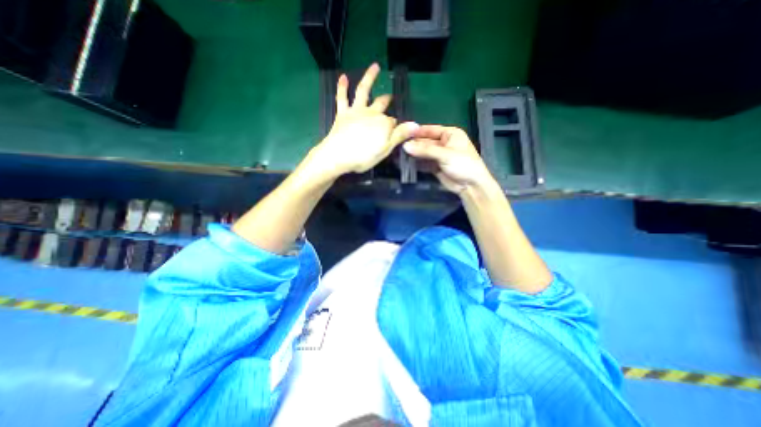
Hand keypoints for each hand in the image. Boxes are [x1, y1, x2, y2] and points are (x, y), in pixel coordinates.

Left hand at [308, 62, 414, 176]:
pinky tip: (343, 76)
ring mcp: (356, 111)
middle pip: (381, 104)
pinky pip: (342, 97)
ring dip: (369, 78)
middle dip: (387, 100)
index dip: (396, 126)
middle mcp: (371, 113)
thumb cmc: (364, 156)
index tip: (397, 131)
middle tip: (390, 97)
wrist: (339, 155)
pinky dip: (342, 87)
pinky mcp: (343, 113)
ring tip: (375, 66)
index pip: (393, 122)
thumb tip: (416, 125)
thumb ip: (400, 136)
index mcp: (383, 124)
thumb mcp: (385, 149)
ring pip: (363, 91)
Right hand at [401, 125, 497, 194]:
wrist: (471, 186)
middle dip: (413, 145)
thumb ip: (425, 150)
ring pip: (423, 153)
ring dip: (413, 155)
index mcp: (450, 134)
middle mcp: (443, 143)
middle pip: (425, 142)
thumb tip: (405, 146)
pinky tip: (405, 163)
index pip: (430, 130)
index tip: (402, 133)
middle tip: (397, 146)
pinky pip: (424, 163)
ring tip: (398, 155)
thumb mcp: (445, 154)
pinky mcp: (435, 167)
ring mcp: (439, 156)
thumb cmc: (463, 164)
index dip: (417, 132)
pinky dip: (416, 163)